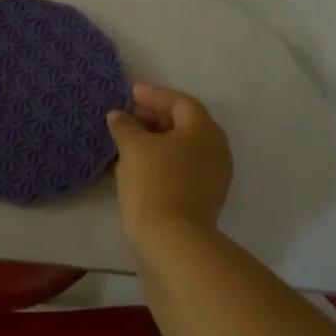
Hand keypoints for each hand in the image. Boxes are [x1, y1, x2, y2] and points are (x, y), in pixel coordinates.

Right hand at [106, 83, 232, 244]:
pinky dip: (163, 160)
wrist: (173, 241)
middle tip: (129, 117)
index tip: (131, 93)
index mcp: (204, 130)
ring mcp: (214, 176)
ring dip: (158, 140)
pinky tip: (140, 166)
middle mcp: (216, 149)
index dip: (154, 95)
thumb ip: (125, 126)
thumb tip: (119, 116)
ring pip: (184, 148)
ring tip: (130, 141)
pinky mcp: (205, 198)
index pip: (180, 102)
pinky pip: (183, 168)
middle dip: (156, 117)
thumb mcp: (133, 148)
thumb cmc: (154, 183)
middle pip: (185, 123)